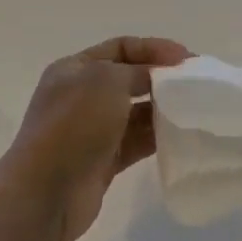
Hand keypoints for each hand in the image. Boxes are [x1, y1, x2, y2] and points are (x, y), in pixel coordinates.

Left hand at [0, 36, 190, 240]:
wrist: (44, 193)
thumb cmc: (73, 126)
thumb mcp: (106, 82)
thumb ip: (138, 72)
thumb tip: (158, 80)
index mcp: (75, 69)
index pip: (121, 47)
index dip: (155, 48)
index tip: (188, 60)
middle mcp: (82, 95)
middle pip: (130, 79)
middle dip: (162, 79)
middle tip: (197, 85)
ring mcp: (92, 130)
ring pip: (135, 112)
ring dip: (162, 110)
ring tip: (194, 111)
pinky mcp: (103, 160)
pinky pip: (136, 142)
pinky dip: (157, 138)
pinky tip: (181, 137)